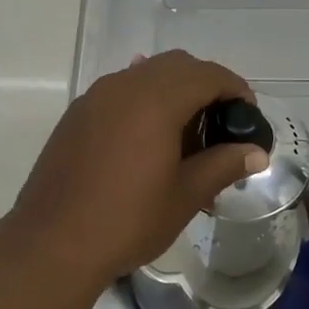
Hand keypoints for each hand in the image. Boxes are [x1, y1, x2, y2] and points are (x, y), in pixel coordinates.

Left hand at [5, 51, 267, 288]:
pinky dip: (144, 100)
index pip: (207, 74)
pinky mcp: (76, 114)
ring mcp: (95, 97)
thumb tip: (256, 152)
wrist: (51, 243)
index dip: (235, 89)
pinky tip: (147, 136)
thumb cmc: (127, 220)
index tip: (248, 116)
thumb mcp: (185, 195)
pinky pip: (120, 90)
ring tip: (185, 133)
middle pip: (177, 65)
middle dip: (205, 85)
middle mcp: (124, 85)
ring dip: (173, 90)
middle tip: (220, 124)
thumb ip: (223, 165)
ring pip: (145, 73)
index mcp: (156, 99)